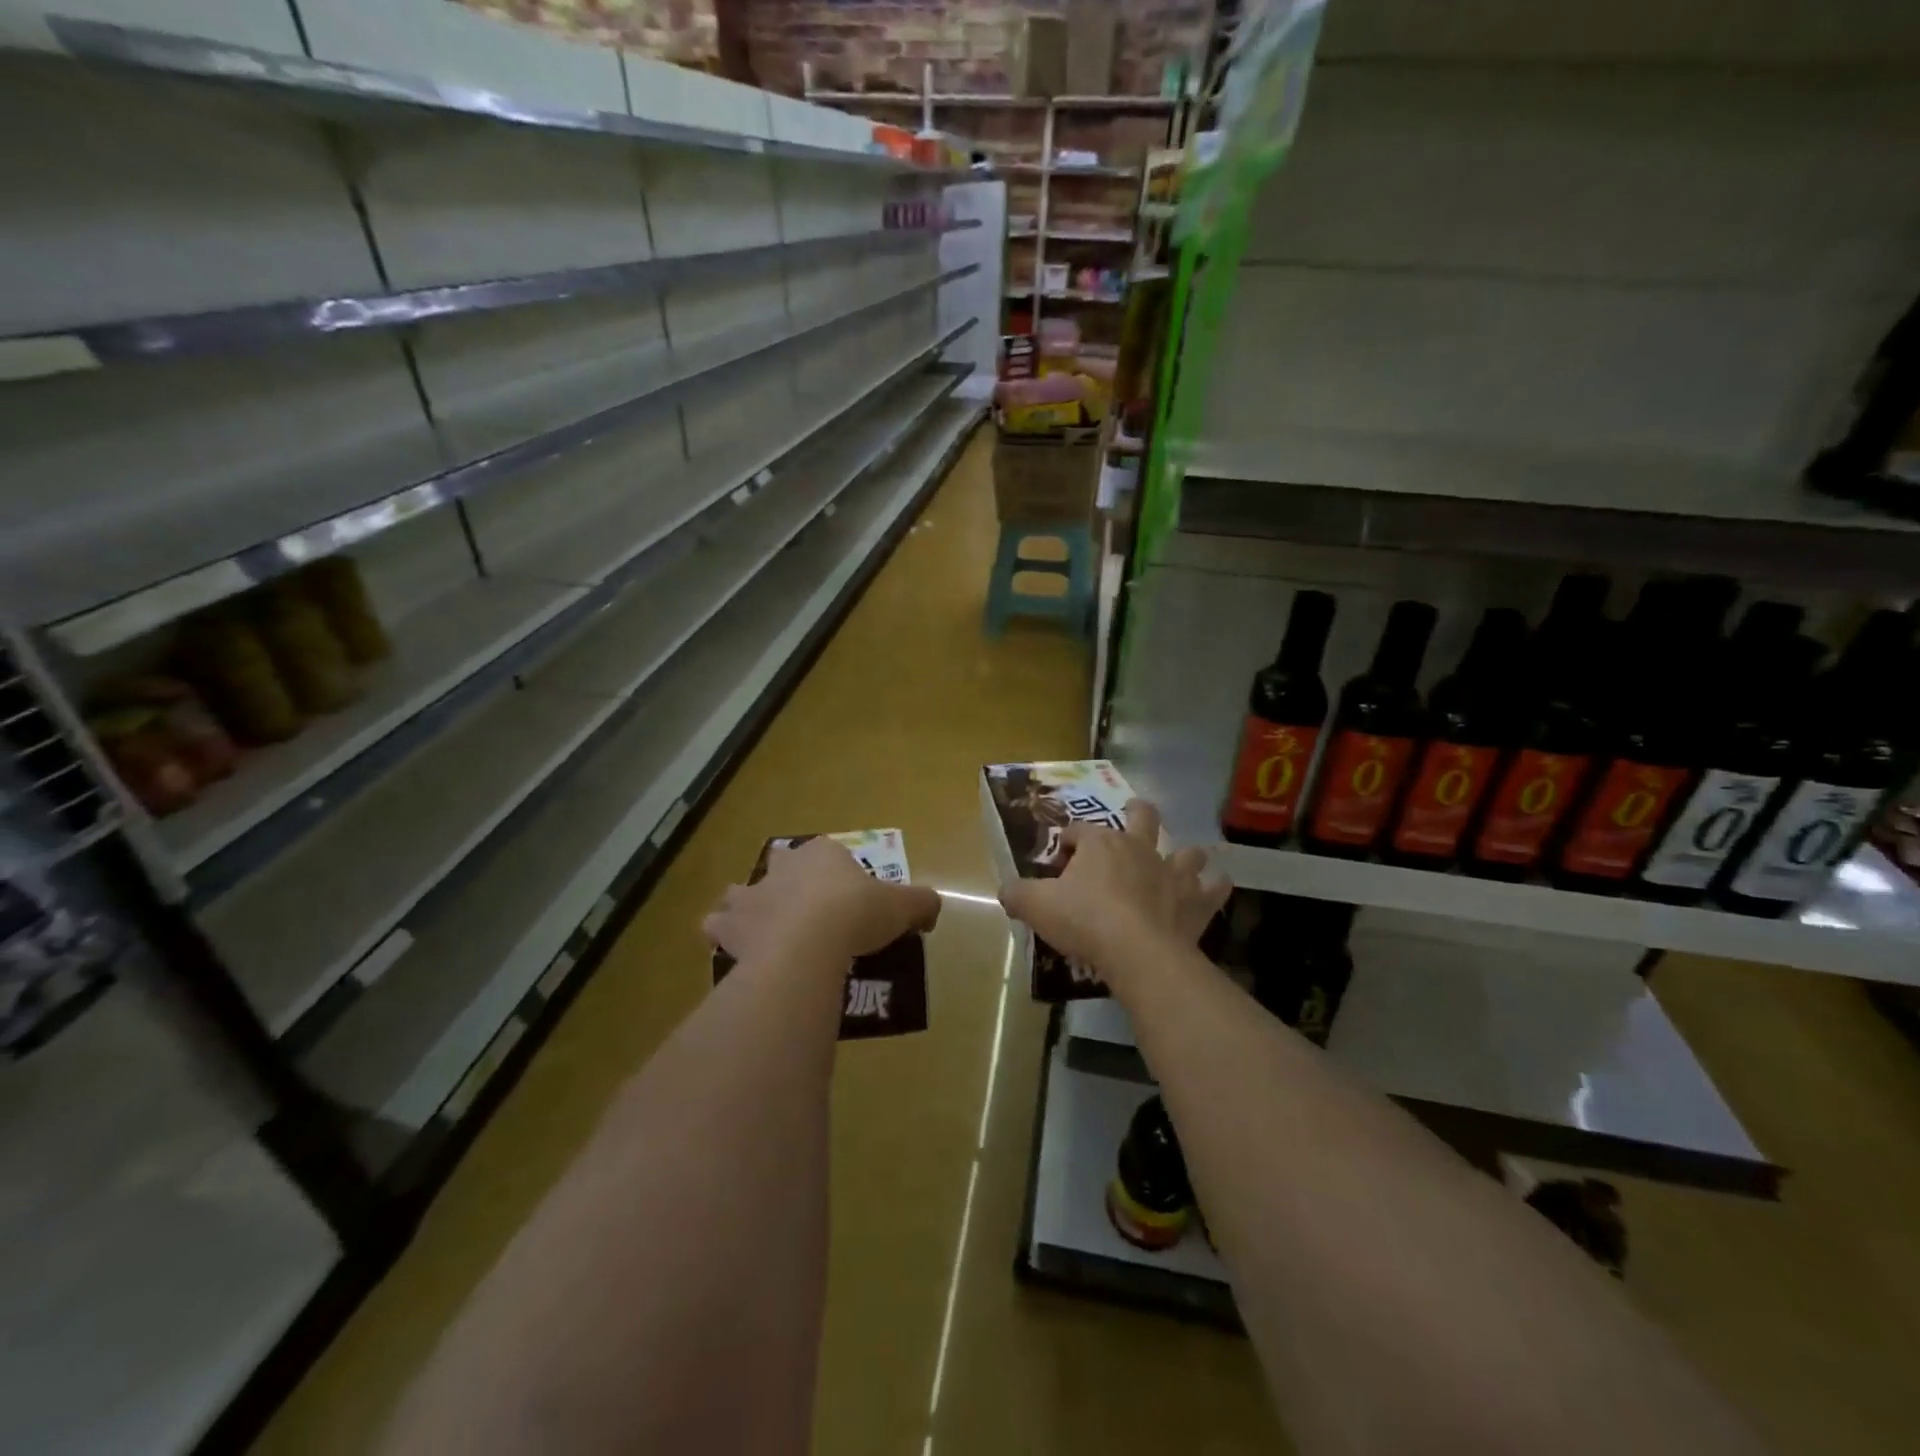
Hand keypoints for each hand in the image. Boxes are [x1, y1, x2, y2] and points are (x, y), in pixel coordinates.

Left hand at [703, 836, 941, 968]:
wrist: (809, 944)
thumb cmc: (857, 914)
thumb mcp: (903, 906)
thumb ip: (921, 904)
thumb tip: (932, 910)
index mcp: (822, 852)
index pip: (829, 852)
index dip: (838, 874)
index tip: (849, 900)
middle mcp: (782, 866)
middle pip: (781, 867)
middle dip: (787, 884)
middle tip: (805, 913)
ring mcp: (752, 894)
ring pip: (742, 894)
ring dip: (748, 908)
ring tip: (765, 931)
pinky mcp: (730, 927)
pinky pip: (718, 928)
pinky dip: (724, 938)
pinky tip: (740, 953)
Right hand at [998, 799, 1229, 985]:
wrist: (1137, 952)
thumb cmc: (1084, 920)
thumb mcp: (1037, 906)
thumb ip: (1018, 894)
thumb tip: (1005, 891)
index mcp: (1100, 844)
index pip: (1079, 830)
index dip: (1067, 841)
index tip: (1060, 860)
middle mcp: (1139, 849)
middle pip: (1143, 817)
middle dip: (1138, 812)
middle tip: (1134, 813)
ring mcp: (1172, 873)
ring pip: (1186, 851)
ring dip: (1185, 854)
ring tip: (1183, 860)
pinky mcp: (1196, 902)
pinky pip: (1214, 888)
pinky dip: (1216, 886)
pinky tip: (1217, 886)